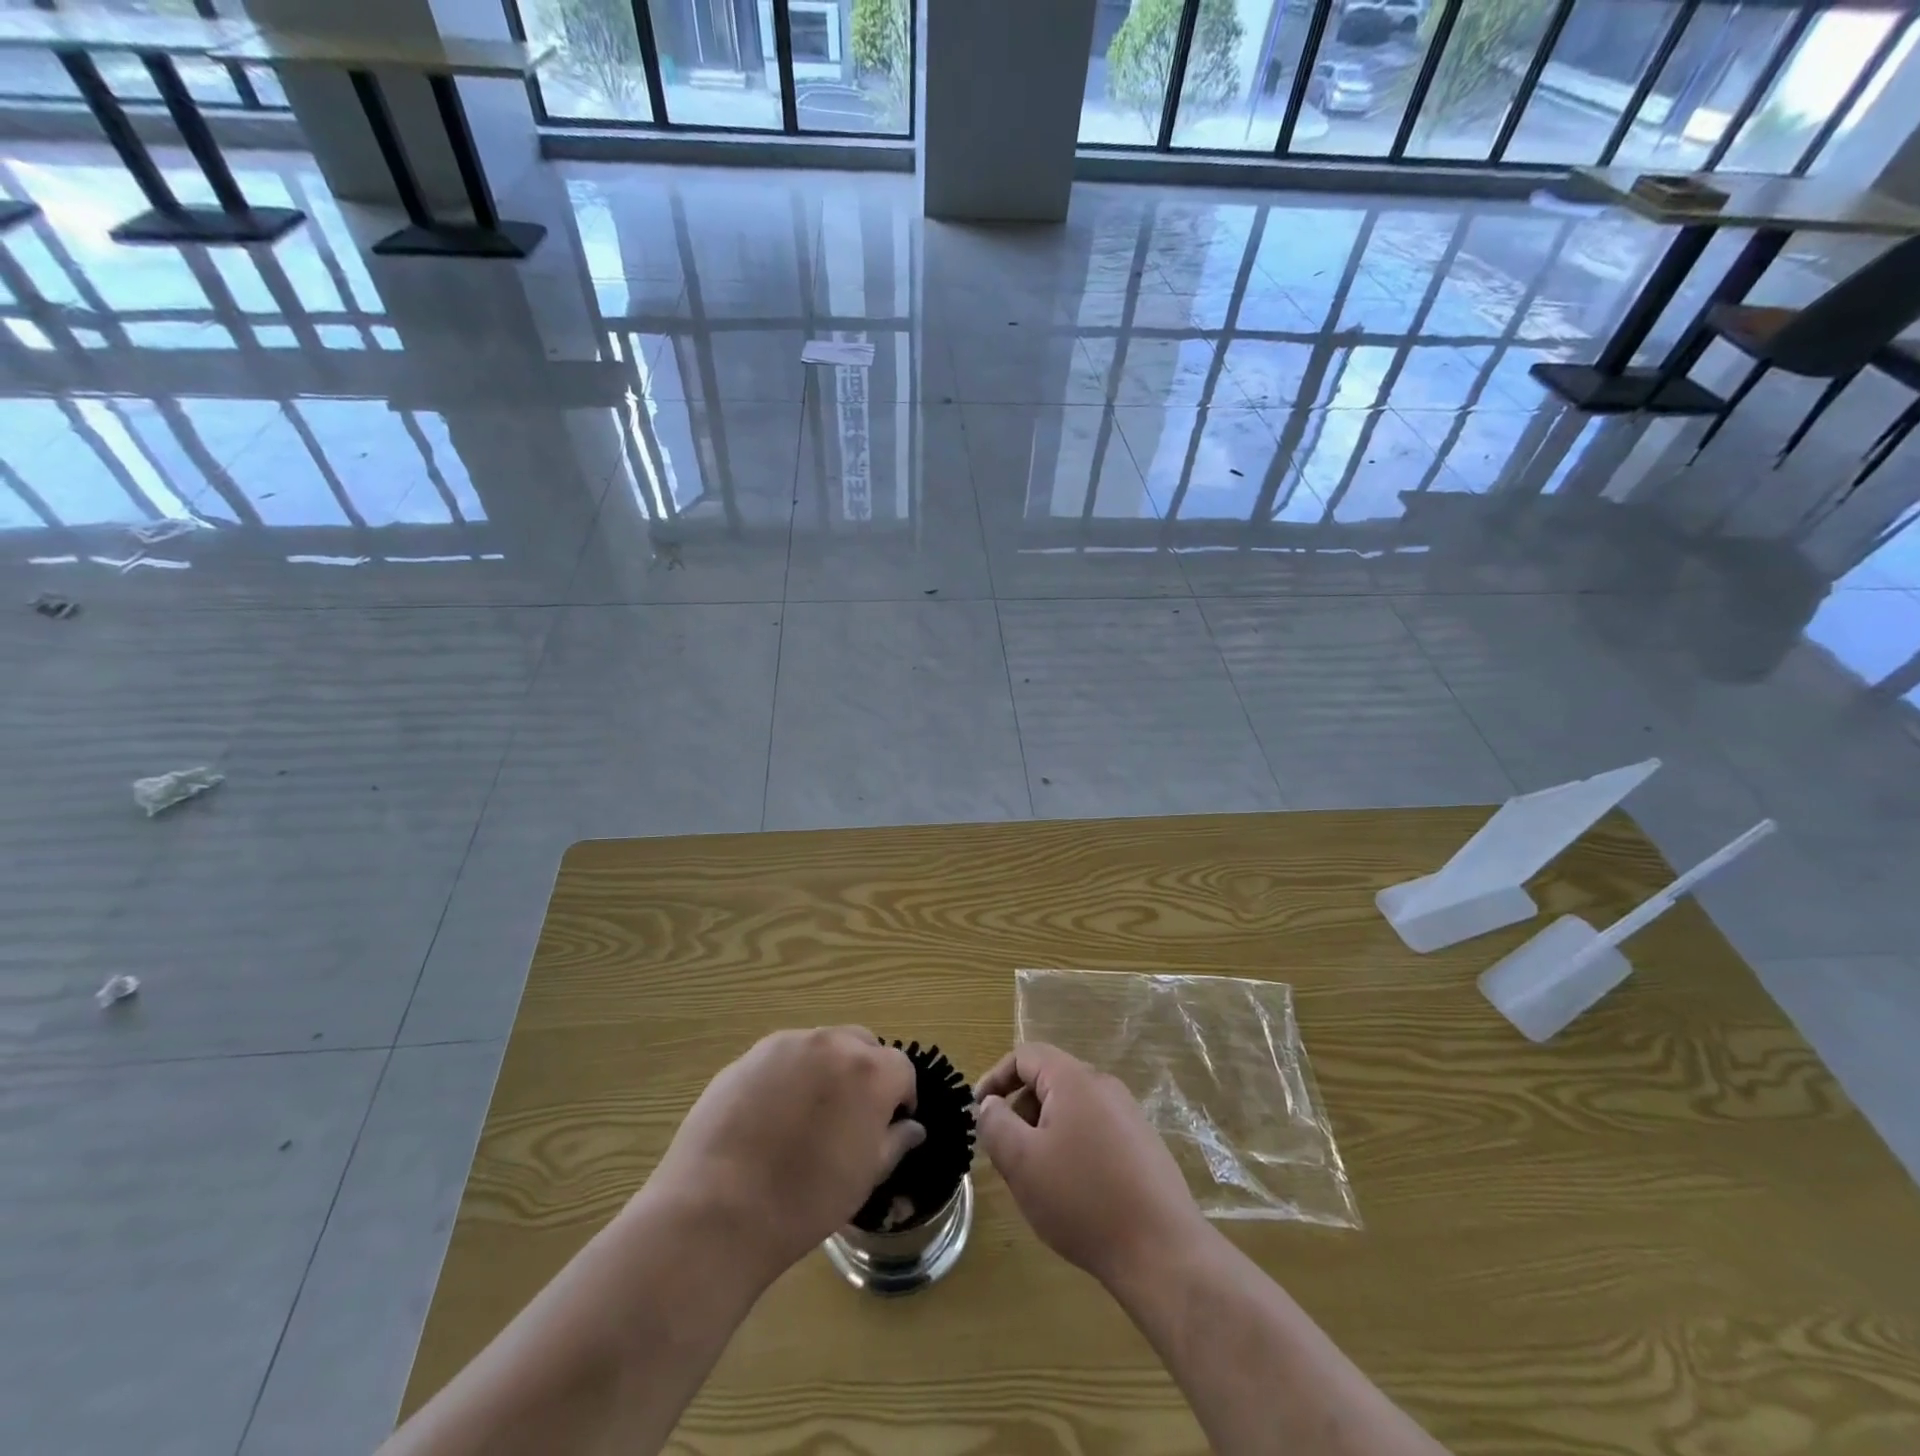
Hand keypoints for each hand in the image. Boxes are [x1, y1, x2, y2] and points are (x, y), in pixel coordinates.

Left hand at [643, 1027, 923, 1282]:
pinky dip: (790, 1076)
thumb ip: (894, 1143)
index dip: (901, 1097)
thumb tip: (911, 1127)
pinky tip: (771, 1118)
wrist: (716, 1210)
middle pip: (862, 1045)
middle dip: (866, 1072)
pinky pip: (784, 1057)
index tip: (890, 1125)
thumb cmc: (804, 1201)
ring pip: (822, 1046)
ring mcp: (786, 1045)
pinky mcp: (749, 1056)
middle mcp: (831, 1043)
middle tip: (851, 1116)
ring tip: (808, 1116)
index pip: (901, 1068)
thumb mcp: (863, 1179)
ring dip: (828, 1070)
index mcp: (869, 1071)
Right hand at [976, 1043, 1210, 1286]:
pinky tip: (1073, 1192)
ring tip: (1037, 1178)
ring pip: (1071, 1108)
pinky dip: (1072, 1147)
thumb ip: (996, 1124)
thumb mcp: (1022, 1162)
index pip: (1025, 1055)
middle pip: (1049, 1080)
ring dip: (1044, 1132)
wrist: (1161, 1251)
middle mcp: (1104, 1085)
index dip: (995, 1078)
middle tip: (1007, 1154)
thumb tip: (990, 1104)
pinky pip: (1095, 1130)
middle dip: (1020, 1111)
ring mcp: (1128, 1114)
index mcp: (1074, 1079)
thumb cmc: (1082, 1199)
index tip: (979, 1112)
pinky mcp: (1143, 1144)